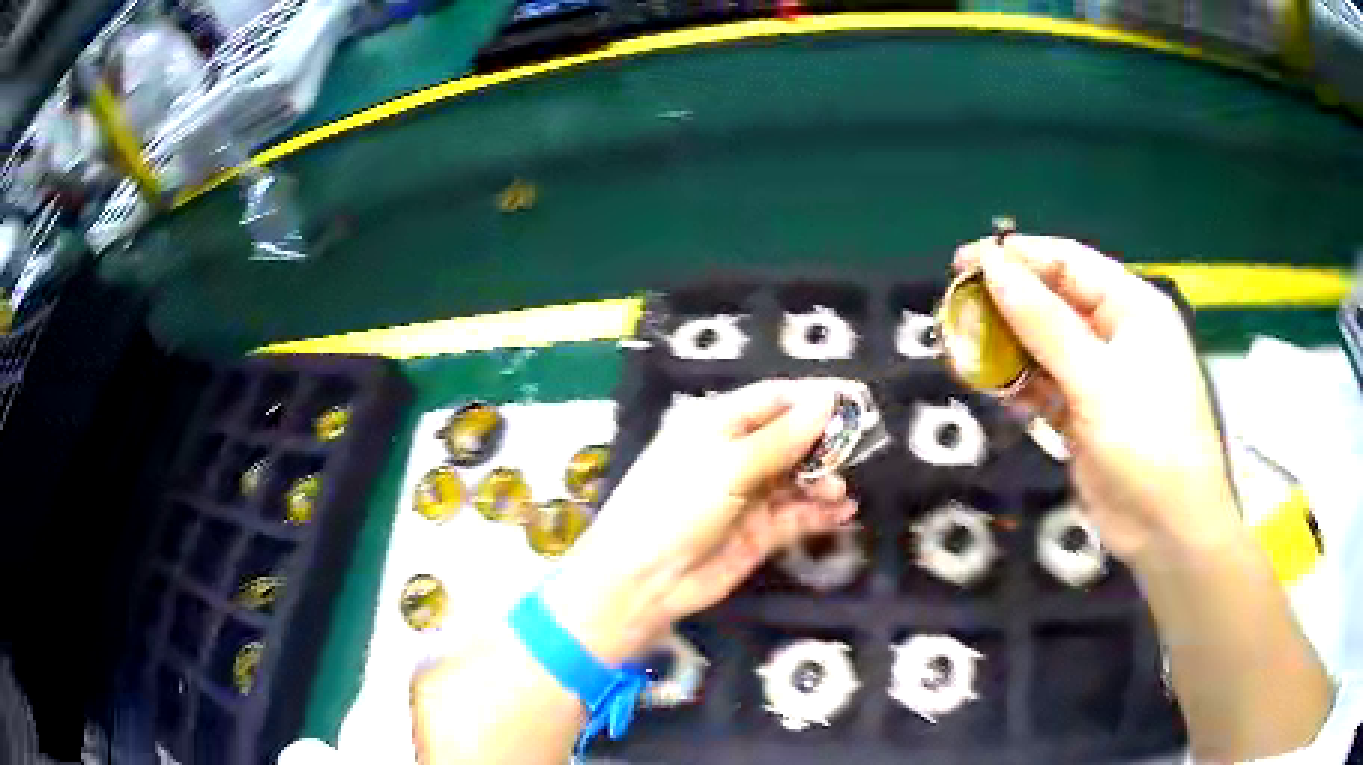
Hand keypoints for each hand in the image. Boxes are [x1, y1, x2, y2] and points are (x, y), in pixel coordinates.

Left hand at [543, 379, 858, 662]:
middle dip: (824, 441)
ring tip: (838, 490)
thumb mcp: (727, 466)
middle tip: (857, 448)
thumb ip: (780, 438)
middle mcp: (736, 454)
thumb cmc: (675, 507)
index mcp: (717, 424)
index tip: (855, 400)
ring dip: (823, 480)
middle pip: (791, 437)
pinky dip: (820, 512)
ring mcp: (749, 495)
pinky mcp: (760, 532)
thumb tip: (826, 399)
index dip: (813, 397)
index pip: (774, 399)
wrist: (645, 581)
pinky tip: (843, 512)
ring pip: (798, 477)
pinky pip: (797, 515)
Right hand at [954, 235, 1239, 565]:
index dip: (1016, 257)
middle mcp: (1116, 333)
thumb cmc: (1147, 441)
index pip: (1067, 263)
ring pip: (1045, 347)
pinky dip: (1023, 390)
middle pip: (1053, 302)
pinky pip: (1047, 388)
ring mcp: (1100, 377)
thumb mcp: (1097, 378)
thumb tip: (992, 266)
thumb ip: (1044, 322)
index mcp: (1131, 306)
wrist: (1167, 530)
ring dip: (1010, 350)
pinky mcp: (1085, 415)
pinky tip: (1002, 397)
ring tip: (968, 355)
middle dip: (1007, 305)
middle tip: (957, 311)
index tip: (963, 263)